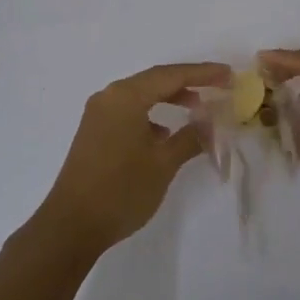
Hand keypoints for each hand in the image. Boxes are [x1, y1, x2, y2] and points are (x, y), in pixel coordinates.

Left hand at [36, 61, 229, 253]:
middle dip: (188, 83)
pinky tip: (165, 134)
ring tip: (197, 109)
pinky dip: (151, 114)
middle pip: (155, 80)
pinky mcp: (94, 132)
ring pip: (141, 95)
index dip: (203, 73)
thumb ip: (191, 137)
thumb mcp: (163, 164)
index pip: (171, 75)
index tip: (228, 74)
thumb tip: (211, 121)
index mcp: (126, 96)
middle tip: (218, 86)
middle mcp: (110, 97)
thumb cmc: (121, 190)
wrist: (70, 226)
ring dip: (169, 98)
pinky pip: (129, 111)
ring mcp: (98, 114)